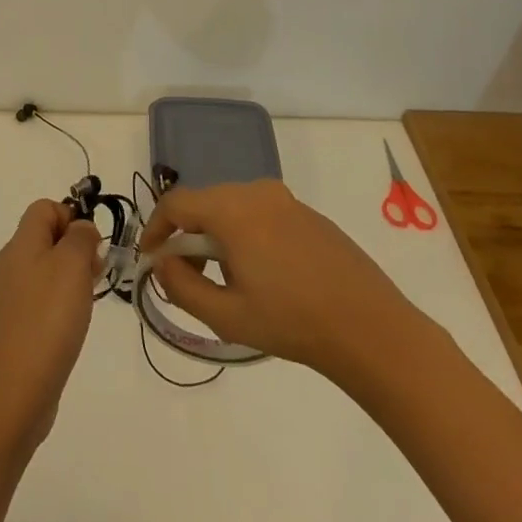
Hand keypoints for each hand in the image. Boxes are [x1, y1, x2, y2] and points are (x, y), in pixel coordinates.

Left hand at [0, 200, 103, 453]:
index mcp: (18, 245)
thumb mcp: (72, 267)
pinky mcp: (8, 331)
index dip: (71, 218)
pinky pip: (36, 303)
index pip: (44, 209)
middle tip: (94, 279)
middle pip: (43, 240)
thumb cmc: (46, 322)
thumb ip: (80, 238)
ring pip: (41, 272)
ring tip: (84, 308)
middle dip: (74, 251)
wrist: (11, 396)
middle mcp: (6, 266)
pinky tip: (67, 332)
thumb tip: (80, 229)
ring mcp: (4, 300)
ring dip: (68, 281)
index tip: (92, 248)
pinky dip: (55, 309)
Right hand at [139, 179, 422, 379]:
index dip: (155, 229)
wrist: (371, 329)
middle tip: (187, 278)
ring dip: (216, 237)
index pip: (176, 203)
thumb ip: (182, 286)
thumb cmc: (292, 322)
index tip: (150, 260)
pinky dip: (246, 236)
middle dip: (187, 237)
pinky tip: (263, 276)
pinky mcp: (308, 214)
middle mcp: (256, 192)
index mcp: (232, 209)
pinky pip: (260, 214)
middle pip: (204, 203)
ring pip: (232, 208)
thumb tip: (161, 263)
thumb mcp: (226, 315)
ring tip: (226, 282)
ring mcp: (286, 200)